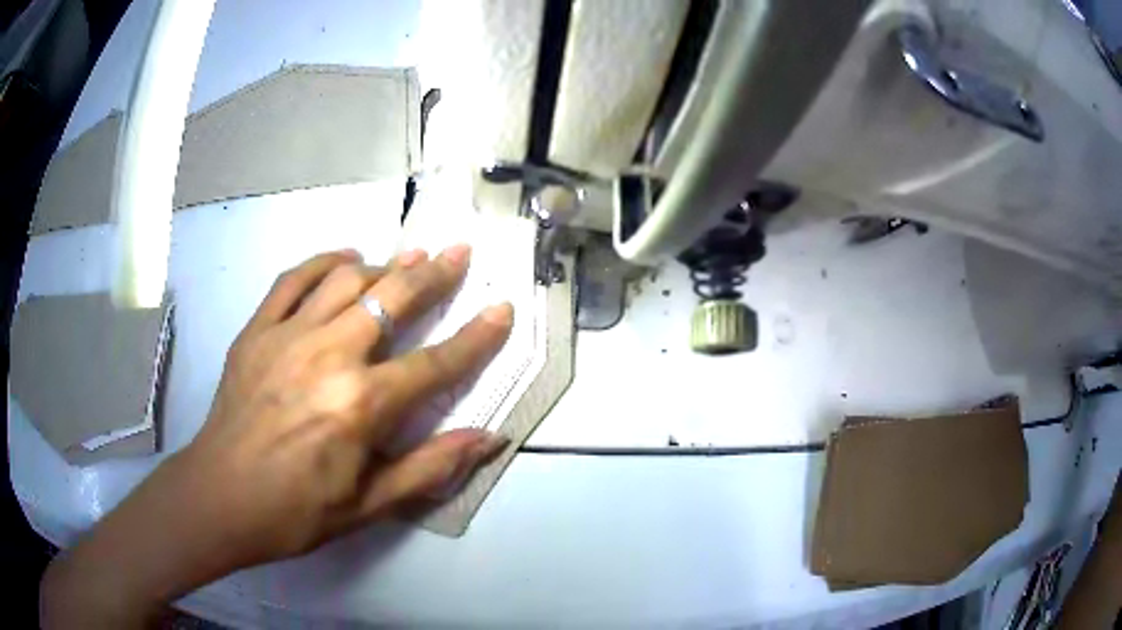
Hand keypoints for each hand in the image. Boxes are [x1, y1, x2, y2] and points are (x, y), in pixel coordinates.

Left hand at [41, 245, 513, 627]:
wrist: (220, 497)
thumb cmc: (297, 511)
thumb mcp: (369, 505)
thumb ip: (430, 468)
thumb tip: (489, 440)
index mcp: (361, 406)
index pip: (435, 364)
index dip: (476, 338)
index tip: (502, 309)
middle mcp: (329, 357)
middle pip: (392, 300)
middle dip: (433, 274)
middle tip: (458, 251)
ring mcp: (287, 336)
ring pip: (345, 279)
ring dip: (383, 264)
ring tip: (407, 258)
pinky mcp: (256, 330)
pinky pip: (293, 279)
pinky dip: (322, 261)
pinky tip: (343, 257)